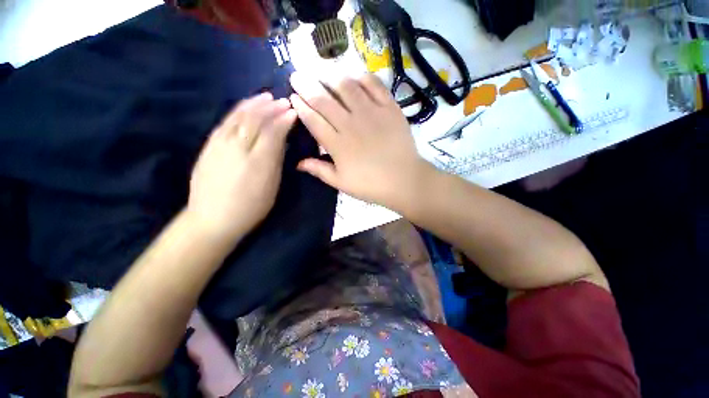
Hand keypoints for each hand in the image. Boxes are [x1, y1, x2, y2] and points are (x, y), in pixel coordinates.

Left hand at [187, 92, 296, 243]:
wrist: (212, 218)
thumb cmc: (251, 207)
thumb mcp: (272, 186)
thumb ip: (276, 160)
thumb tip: (281, 140)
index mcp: (258, 160)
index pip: (272, 131)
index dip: (283, 119)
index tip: (293, 112)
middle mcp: (238, 147)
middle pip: (255, 119)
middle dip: (271, 108)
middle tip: (283, 101)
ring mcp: (219, 144)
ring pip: (238, 116)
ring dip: (254, 104)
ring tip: (265, 97)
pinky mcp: (209, 145)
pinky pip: (226, 122)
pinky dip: (238, 111)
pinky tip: (245, 107)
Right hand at [289, 72, 433, 209]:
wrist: (403, 180)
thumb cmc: (371, 185)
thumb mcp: (341, 183)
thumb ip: (319, 170)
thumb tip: (297, 163)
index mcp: (337, 144)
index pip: (313, 120)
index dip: (301, 107)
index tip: (293, 96)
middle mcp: (350, 124)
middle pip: (324, 100)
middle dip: (306, 85)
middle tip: (297, 75)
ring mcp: (371, 113)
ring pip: (346, 87)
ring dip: (331, 77)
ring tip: (322, 72)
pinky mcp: (389, 108)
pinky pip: (374, 86)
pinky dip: (362, 77)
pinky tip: (354, 76)